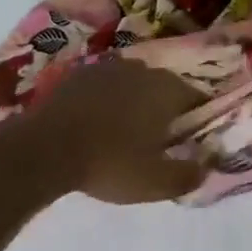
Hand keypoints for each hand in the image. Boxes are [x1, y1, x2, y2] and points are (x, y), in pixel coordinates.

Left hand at [3, 58, 206, 202]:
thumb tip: (206, 166)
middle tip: (157, 141)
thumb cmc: (109, 163)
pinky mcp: (78, 73)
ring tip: (124, 132)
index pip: (197, 97)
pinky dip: (106, 100)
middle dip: (165, 110)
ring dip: (134, 102)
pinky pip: (104, 86)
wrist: (44, 148)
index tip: (190, 141)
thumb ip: (189, 175)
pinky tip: (96, 123)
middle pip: (165, 88)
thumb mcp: (156, 182)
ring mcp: (108, 67)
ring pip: (133, 84)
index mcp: (167, 90)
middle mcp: (142, 69)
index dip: (197, 119)